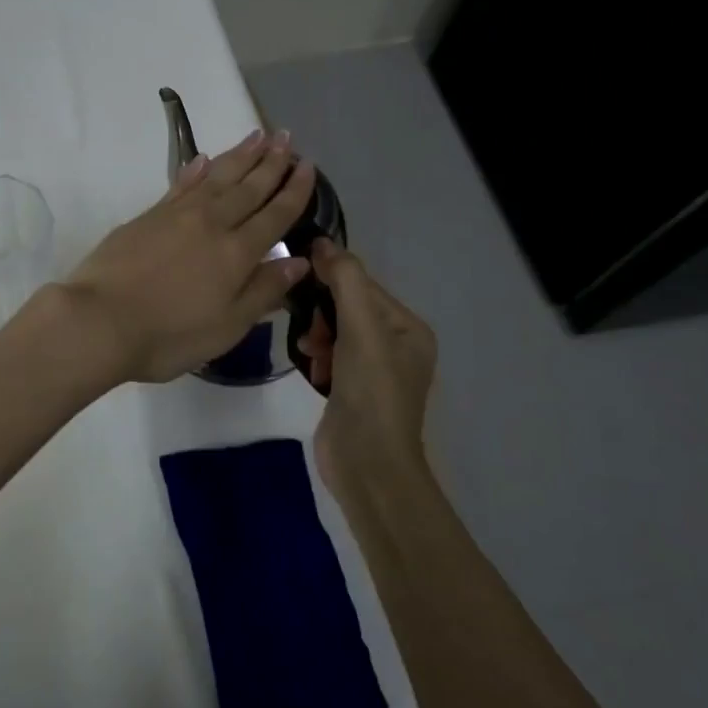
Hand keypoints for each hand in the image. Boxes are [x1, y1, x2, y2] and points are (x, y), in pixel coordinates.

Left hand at [65, 128, 317, 383]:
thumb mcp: (227, 327)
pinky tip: (203, 159)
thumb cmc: (168, 335)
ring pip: (217, 177)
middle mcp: (212, 224)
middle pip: (248, 187)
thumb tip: (298, 261)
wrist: (99, 320)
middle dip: (271, 162)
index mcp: (237, 253)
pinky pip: (181, 184)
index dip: (294, 191)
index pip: (274, 215)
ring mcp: (176, 215)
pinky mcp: (148, 216)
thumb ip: (263, 291)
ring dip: (239, 156)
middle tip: (287, 137)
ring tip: (258, 136)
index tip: (308, 167)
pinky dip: (195, 169)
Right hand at [295, 238, 437, 491]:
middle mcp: (395, 345)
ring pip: (334, 331)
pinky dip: (318, 357)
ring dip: (317, 336)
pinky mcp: (351, 389)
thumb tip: (323, 243)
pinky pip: (329, 355)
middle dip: (324, 314)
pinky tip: (313, 370)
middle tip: (312, 333)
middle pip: (347, 307)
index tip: (299, 279)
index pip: (364, 285)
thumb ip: (345, 281)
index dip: (332, 279)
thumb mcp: (361, 330)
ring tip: (311, 354)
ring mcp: (373, 370)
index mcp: (408, 328)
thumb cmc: (371, 393)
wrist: (368, 465)